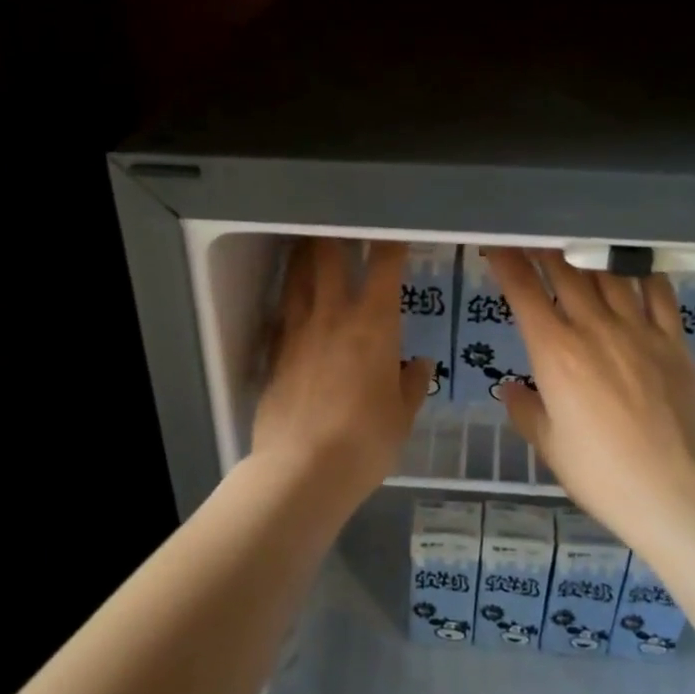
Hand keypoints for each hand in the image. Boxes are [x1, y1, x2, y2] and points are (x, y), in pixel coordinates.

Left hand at [252, 238, 431, 502]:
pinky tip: (289, 300)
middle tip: (340, 224)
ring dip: (303, 256)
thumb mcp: (402, 416)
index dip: (391, 241)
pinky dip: (287, 300)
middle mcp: (333, 316)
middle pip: (328, 256)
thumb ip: (412, 384)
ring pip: (297, 277)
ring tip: (307, 244)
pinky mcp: (274, 354)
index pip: (385, 265)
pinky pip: (281, 314)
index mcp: (374, 324)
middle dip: (336, 234)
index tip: (397, 231)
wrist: (303, 469)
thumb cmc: (366, 441)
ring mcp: (298, 332)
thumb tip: (419, 364)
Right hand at [487, 248, 694, 535]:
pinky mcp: (673, 341)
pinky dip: (643, 274)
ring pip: (608, 275)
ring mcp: (638, 330)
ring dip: (587, 254)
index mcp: (554, 352)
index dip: (506, 263)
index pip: (523, 293)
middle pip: (565, 273)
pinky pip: (659, 294)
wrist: (670, 490)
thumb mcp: (549, 444)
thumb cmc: (598, 472)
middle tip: (532, 235)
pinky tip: (635, 267)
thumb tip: (510, 388)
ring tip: (576, 243)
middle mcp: (594, 328)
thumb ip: (525, 409)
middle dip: (543, 248)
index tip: (496, 246)